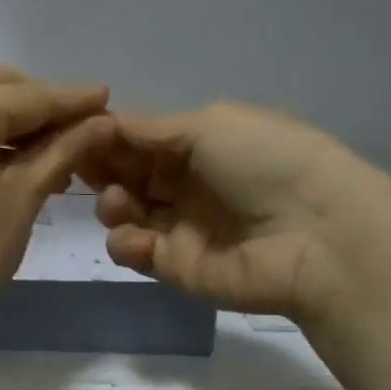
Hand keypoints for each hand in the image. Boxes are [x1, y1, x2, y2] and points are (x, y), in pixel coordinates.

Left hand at [0, 65, 113, 331]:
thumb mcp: (24, 197)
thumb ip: (65, 150)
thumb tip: (104, 121)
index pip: (26, 96)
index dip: (71, 100)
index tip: (108, 97)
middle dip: (38, 102)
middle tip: (79, 126)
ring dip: (10, 118)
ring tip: (51, 148)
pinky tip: (10, 159)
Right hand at [83, 102, 373, 324]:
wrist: (316, 234)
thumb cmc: (264, 162)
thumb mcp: (210, 125)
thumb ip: (152, 129)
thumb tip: (107, 122)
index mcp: (200, 145)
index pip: (141, 140)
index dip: (107, 136)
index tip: (74, 132)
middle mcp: (187, 184)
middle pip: (127, 175)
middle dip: (100, 168)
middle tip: (77, 165)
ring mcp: (181, 227)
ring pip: (125, 212)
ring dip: (111, 203)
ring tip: (119, 202)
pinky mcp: (176, 267)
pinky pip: (135, 251)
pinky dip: (125, 242)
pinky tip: (136, 237)